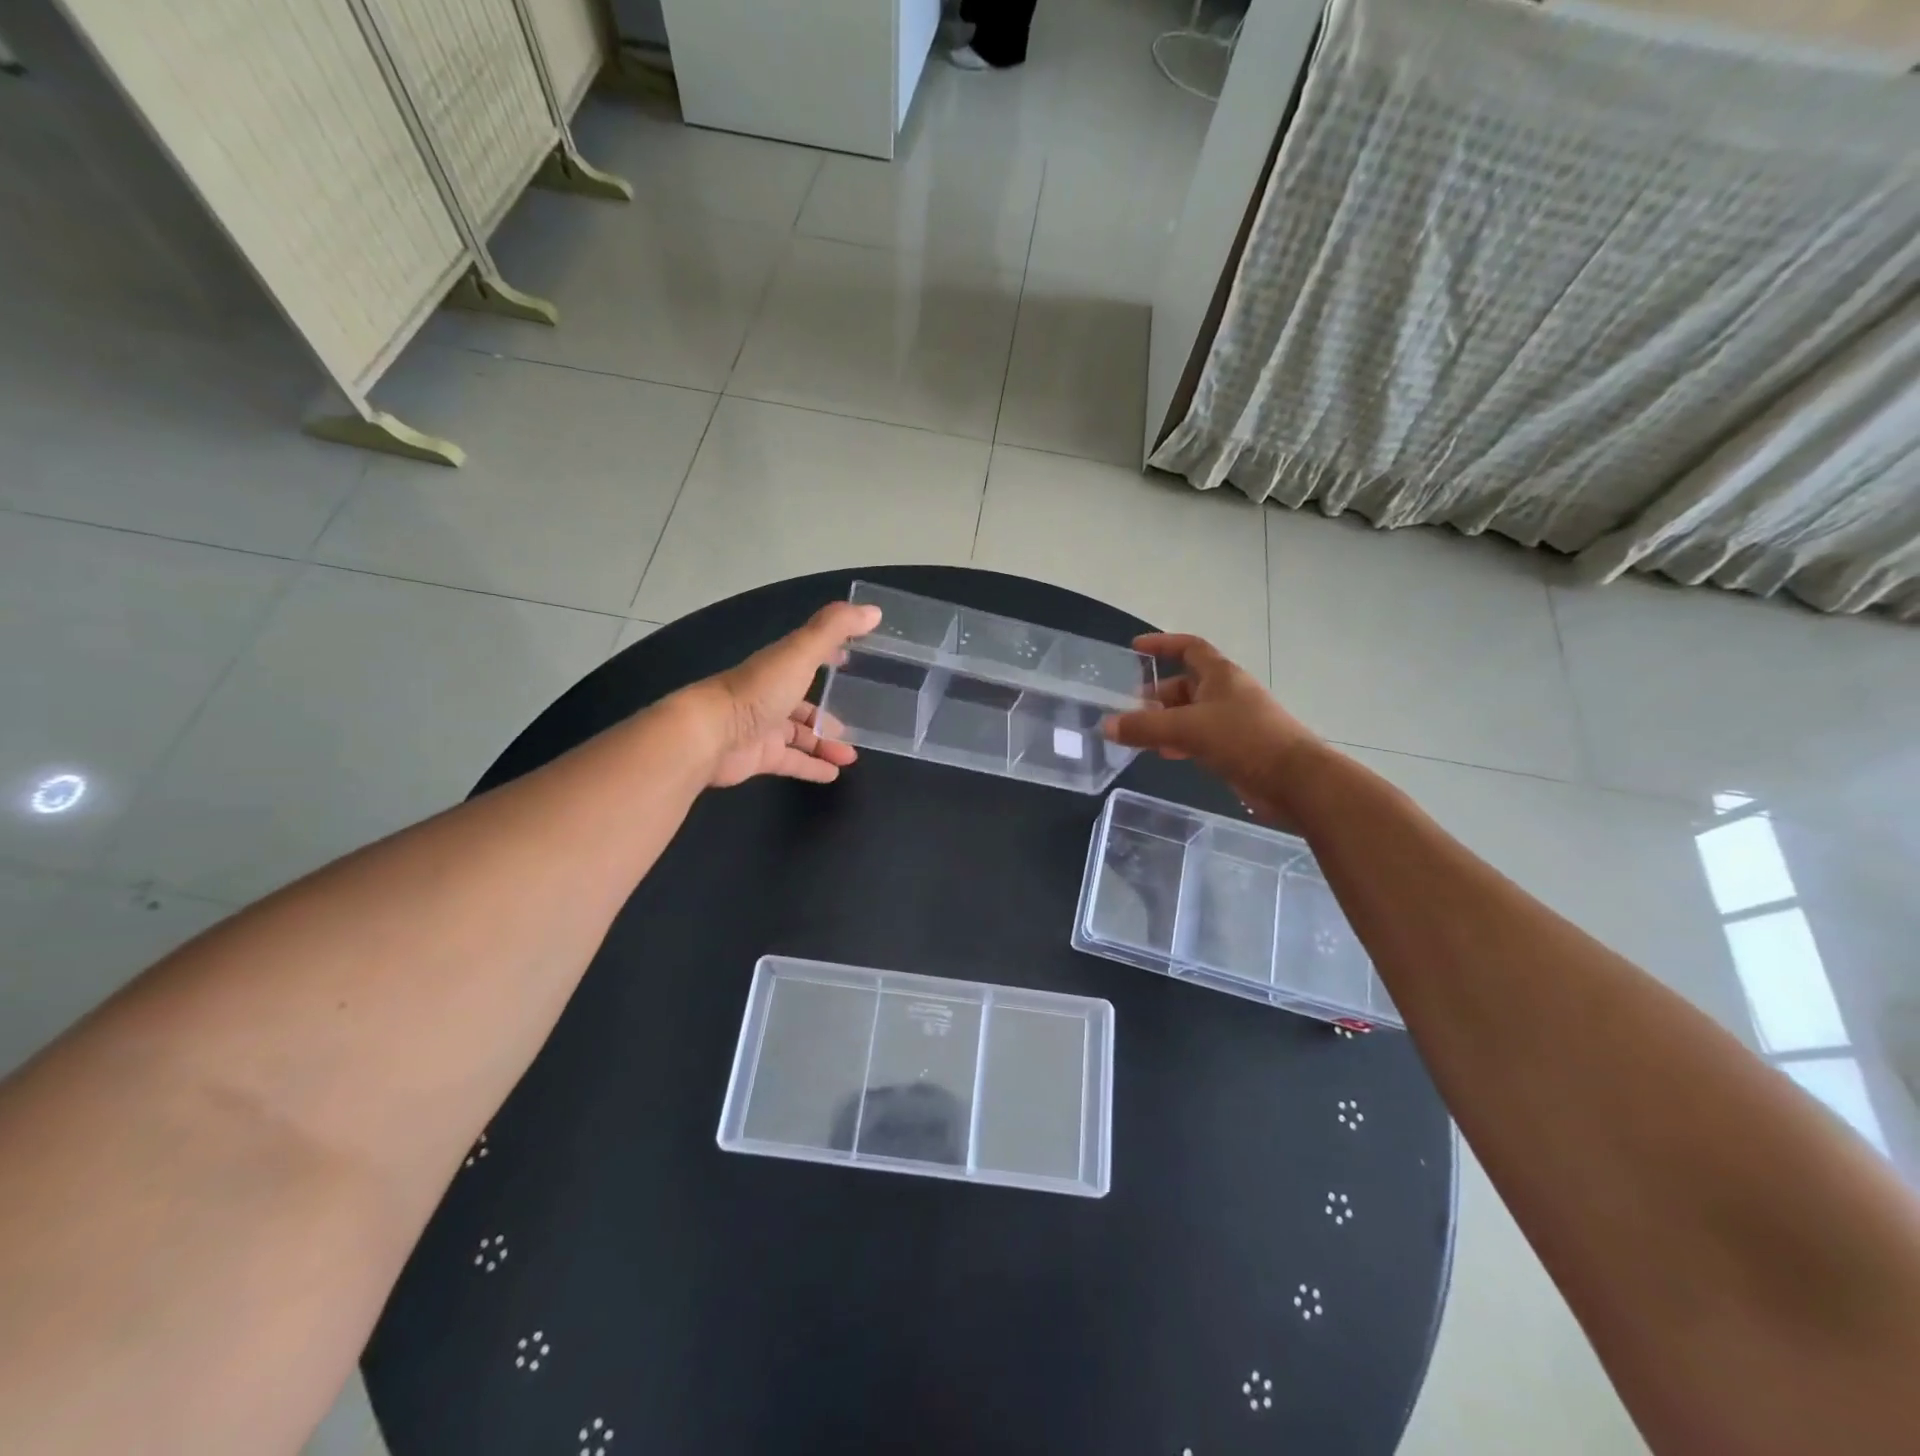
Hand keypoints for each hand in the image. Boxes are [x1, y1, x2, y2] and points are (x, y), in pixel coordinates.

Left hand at [681, 600, 881, 787]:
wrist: (711, 735)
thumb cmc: (759, 690)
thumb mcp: (801, 653)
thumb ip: (835, 629)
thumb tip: (874, 610)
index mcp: (780, 666)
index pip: (809, 655)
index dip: (830, 654)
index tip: (852, 657)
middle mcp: (771, 695)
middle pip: (804, 702)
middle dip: (829, 711)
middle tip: (857, 722)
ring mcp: (764, 727)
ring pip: (801, 735)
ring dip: (826, 743)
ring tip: (851, 755)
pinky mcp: (760, 757)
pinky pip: (793, 762)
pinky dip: (813, 767)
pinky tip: (833, 774)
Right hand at [1102, 633, 1329, 822]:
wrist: (1296, 781)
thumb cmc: (1244, 740)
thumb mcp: (1187, 729)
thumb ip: (1144, 727)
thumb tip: (1106, 726)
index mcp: (1221, 675)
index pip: (1188, 647)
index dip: (1162, 644)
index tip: (1135, 648)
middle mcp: (1227, 693)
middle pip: (1186, 684)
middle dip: (1157, 694)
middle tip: (1130, 710)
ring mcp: (1234, 721)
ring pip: (1191, 713)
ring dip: (1166, 721)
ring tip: (1140, 736)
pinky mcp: (1237, 747)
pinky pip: (1201, 737)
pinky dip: (1180, 741)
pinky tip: (1166, 755)